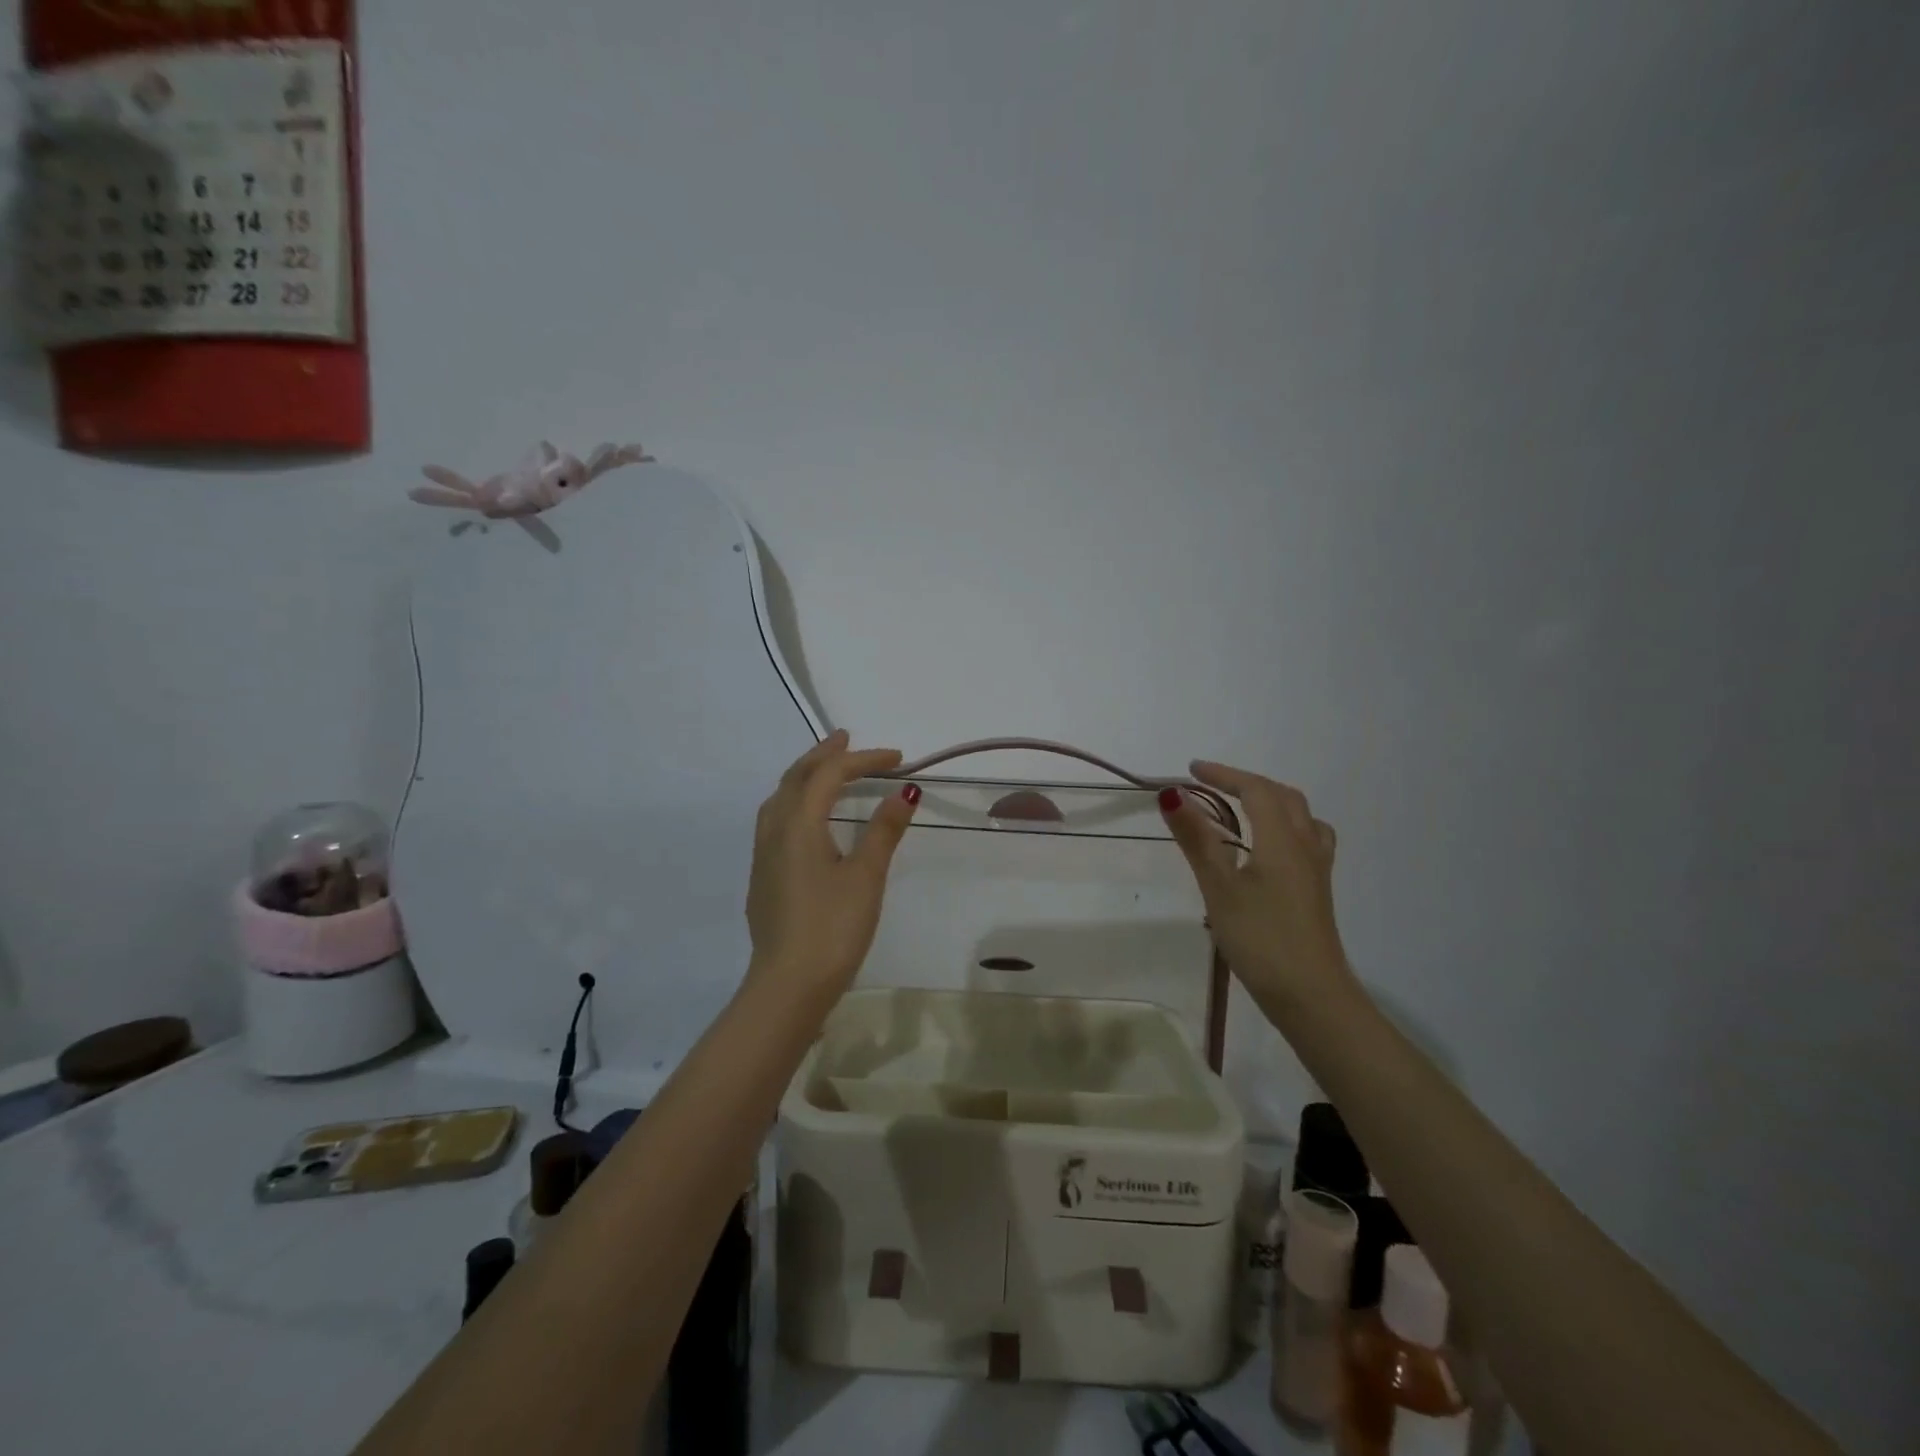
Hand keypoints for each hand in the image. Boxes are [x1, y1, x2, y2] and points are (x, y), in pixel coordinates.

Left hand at [745, 730, 920, 1001]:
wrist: (787, 985)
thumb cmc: (832, 927)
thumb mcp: (866, 877)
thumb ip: (884, 831)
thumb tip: (905, 794)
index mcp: (798, 824)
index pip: (830, 775)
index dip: (863, 760)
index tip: (898, 759)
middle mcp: (774, 831)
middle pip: (795, 777)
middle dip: (824, 755)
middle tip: (848, 740)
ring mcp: (764, 855)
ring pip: (780, 798)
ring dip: (804, 776)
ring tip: (828, 771)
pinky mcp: (764, 877)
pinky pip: (776, 820)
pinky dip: (796, 802)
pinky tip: (809, 819)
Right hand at [1160, 761, 1352, 1012]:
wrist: (1312, 996)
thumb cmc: (1261, 939)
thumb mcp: (1219, 888)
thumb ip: (1196, 838)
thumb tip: (1172, 794)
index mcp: (1282, 839)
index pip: (1255, 789)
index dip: (1224, 774)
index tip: (1192, 770)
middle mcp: (1305, 846)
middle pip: (1283, 797)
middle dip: (1247, 783)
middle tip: (1212, 786)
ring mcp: (1317, 870)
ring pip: (1302, 817)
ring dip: (1272, 802)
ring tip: (1244, 809)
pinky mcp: (1318, 891)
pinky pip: (1307, 840)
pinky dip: (1286, 827)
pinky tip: (1269, 850)